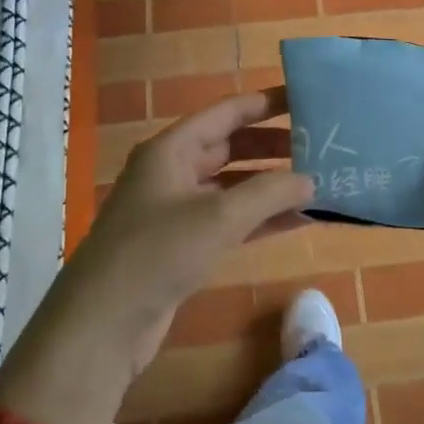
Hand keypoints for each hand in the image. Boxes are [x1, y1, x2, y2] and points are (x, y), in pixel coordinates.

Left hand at [54, 86, 311, 371]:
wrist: (102, 324)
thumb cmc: (157, 253)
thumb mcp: (218, 217)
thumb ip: (269, 193)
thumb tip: (310, 181)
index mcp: (171, 150)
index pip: (226, 113)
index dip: (265, 104)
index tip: (305, 99)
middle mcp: (173, 173)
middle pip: (231, 147)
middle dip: (273, 146)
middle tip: (320, 145)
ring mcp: (177, 211)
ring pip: (233, 187)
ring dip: (271, 186)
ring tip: (317, 181)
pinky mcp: (183, 245)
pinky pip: (230, 221)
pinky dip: (260, 218)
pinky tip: (297, 220)